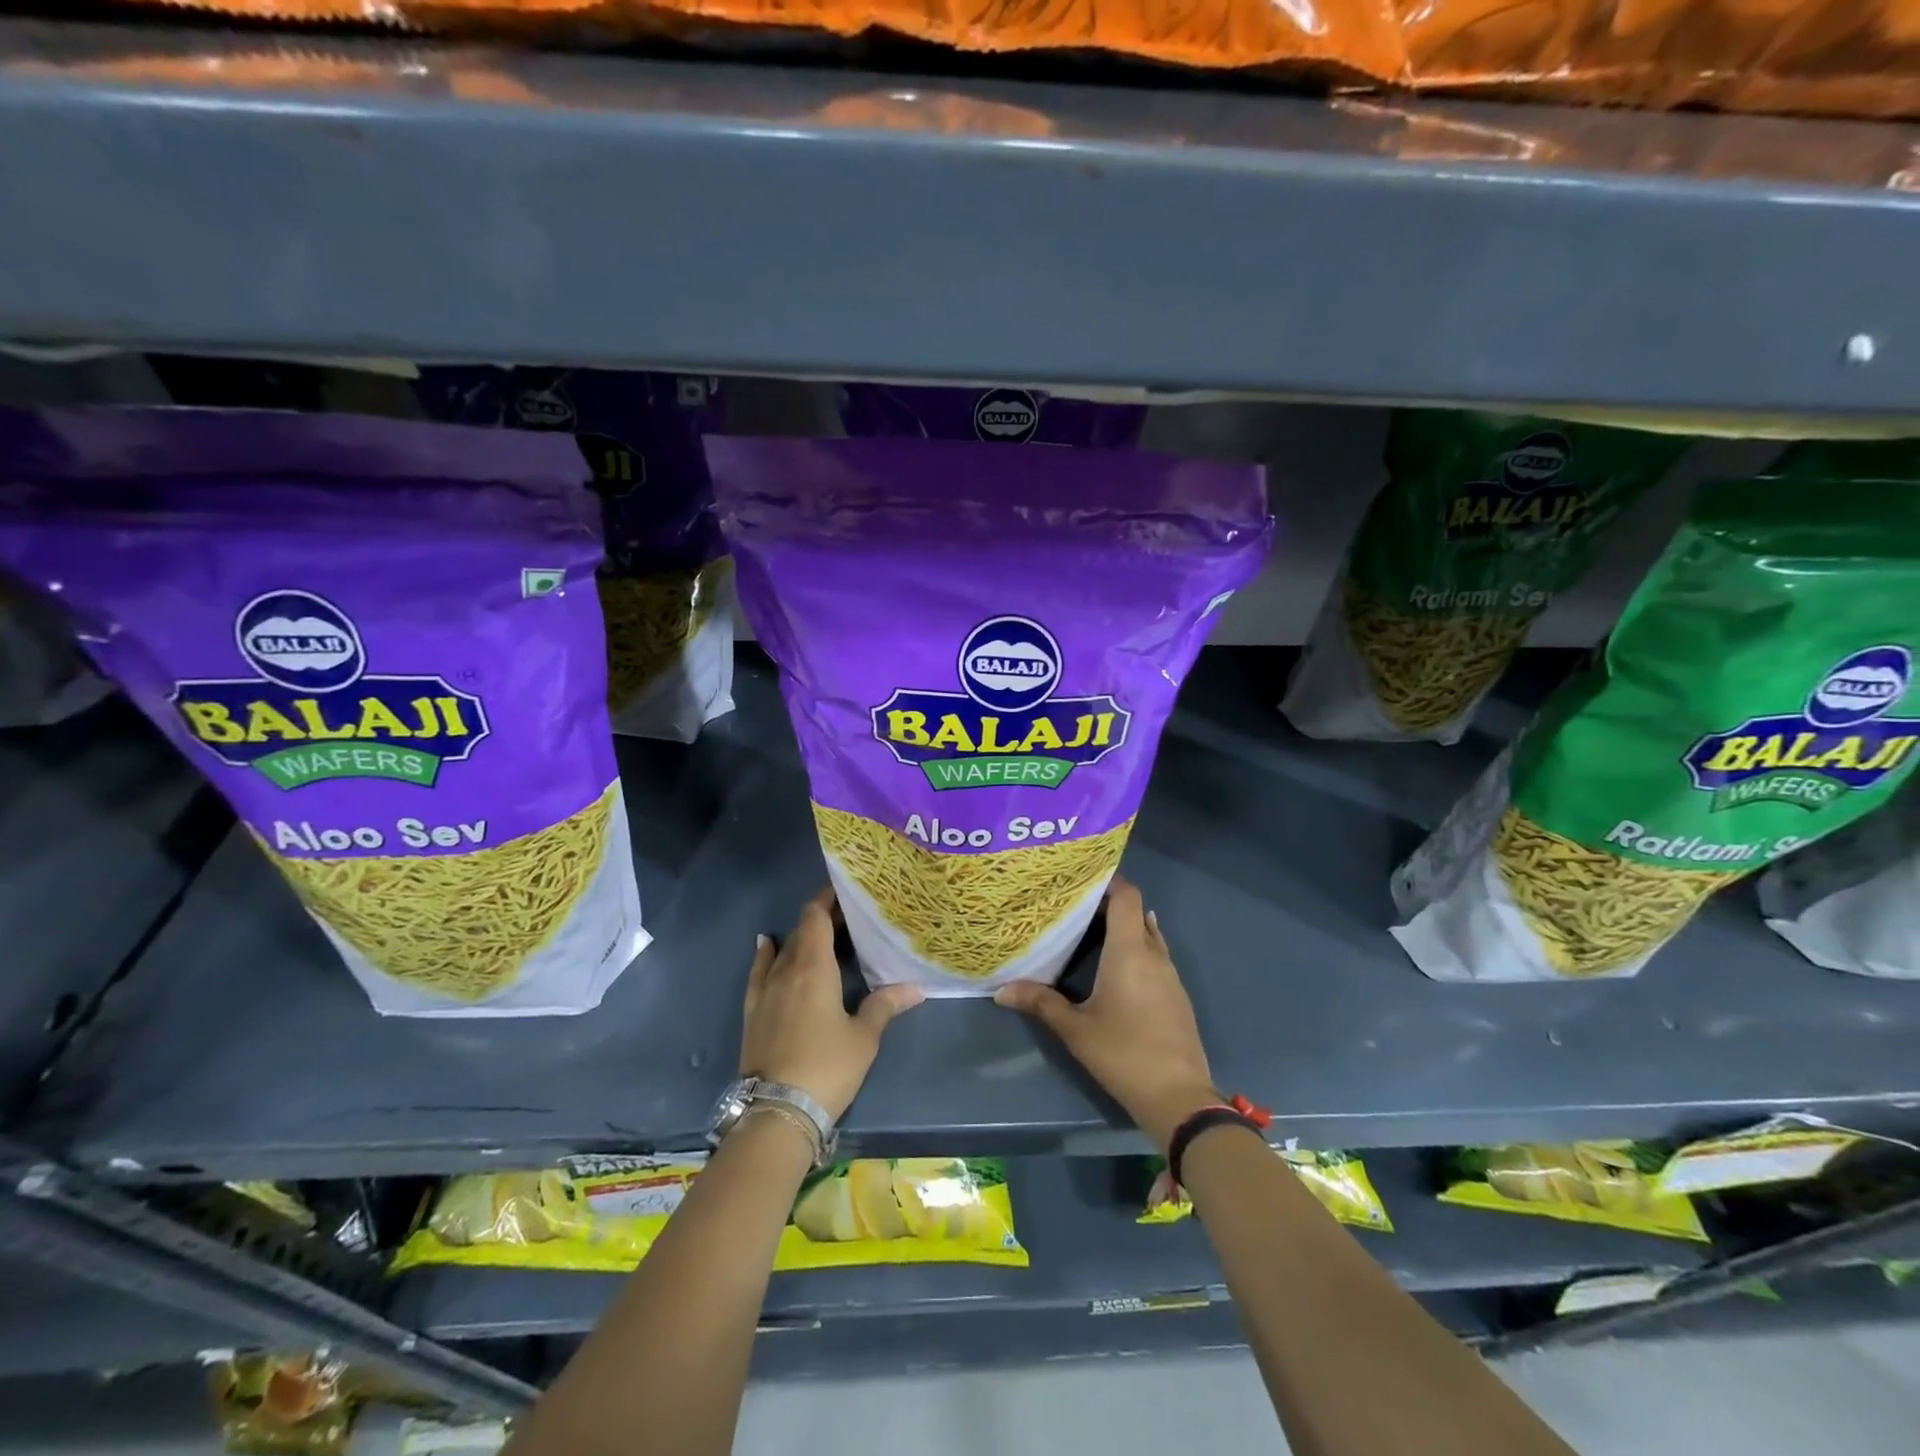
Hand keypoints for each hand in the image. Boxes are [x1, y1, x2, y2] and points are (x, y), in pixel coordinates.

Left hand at [740, 887, 923, 1121]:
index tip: (846, 890)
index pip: (816, 917)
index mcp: (813, 967)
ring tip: (823, 936)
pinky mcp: (753, 1012)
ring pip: (783, 950)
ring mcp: (765, 991)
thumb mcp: (864, 1037)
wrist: (777, 1111)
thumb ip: (885, 1005)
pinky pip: (758, 971)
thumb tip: (915, 988)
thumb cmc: (827, 1066)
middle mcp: (786, 970)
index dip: (828, 899)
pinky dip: (765, 954)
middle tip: (850, 919)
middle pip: (802, 931)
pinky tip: (766, 944)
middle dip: (823, 919)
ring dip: (802, 938)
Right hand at [994, 877, 1217, 1150]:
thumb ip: (1040, 1003)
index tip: (1081, 879)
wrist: (1179, 1097)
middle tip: (1074, 907)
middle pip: (1136, 913)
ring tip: (1091, 933)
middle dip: (1109, 905)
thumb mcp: (1075, 1029)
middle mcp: (1154, 954)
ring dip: (1124, 929)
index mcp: (1130, 951)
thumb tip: (1001, 991)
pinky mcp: (1177, 995)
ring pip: (1148, 936)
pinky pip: (1156, 957)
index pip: (1128, 896)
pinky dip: (1137, 951)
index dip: (1109, 881)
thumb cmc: (1123, 1054)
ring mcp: (1171, 975)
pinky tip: (1116, 968)